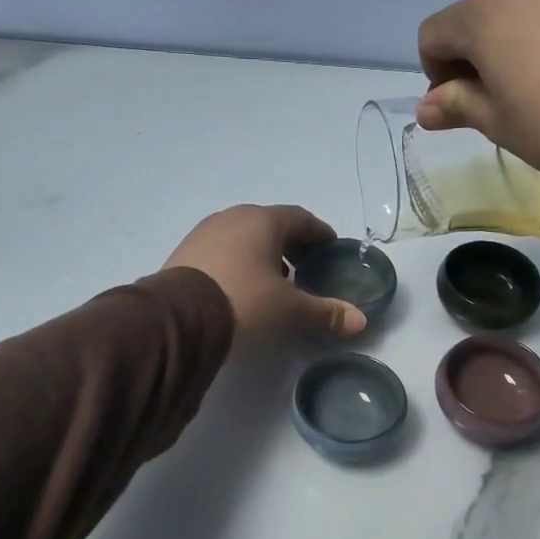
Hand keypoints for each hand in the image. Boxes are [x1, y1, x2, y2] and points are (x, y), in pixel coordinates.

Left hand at [164, 205, 366, 339]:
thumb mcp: (290, 310)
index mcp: (264, 221)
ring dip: (263, 253)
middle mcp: (234, 217)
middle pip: (271, 225)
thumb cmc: (245, 302)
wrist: (179, 318)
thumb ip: (326, 313)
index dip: (319, 234)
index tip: (330, 249)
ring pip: (244, 236)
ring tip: (274, 281)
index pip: (301, 218)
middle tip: (305, 268)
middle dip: (291, 244)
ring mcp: (205, 232)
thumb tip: (360, 320)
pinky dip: (238, 262)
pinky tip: (241, 287)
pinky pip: (222, 250)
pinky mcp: (185, 252)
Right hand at [416, 0, 539, 195]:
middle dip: (484, 51)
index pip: (434, 35)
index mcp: (484, 14)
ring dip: (529, 32)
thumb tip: (427, 106)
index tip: (464, 105)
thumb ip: (457, 107)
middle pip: (483, 12)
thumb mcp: (502, 127)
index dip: (438, 74)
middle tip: (514, 97)